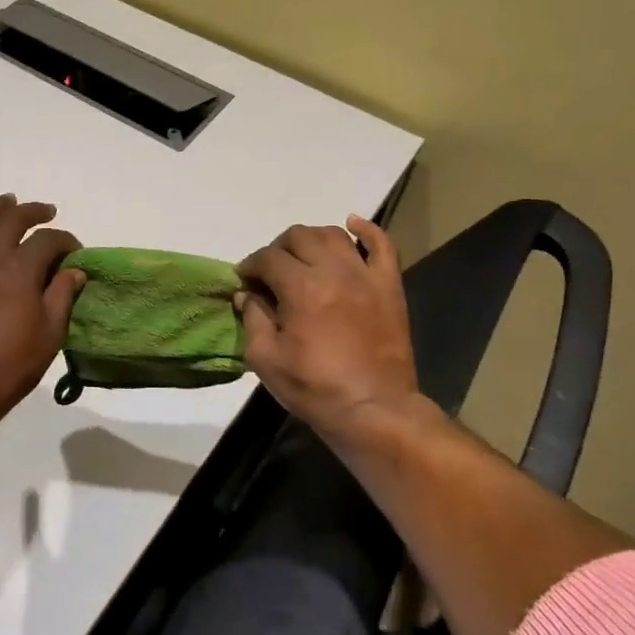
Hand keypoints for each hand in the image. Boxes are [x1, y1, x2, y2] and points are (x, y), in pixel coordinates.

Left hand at [0, 194, 85, 427]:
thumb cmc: (9, 367)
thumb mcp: (50, 334)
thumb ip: (62, 296)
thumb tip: (75, 271)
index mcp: (19, 270)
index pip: (48, 241)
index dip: (66, 241)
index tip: (75, 253)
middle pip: (11, 219)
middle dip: (33, 212)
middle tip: (47, 213)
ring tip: (6, 201)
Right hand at [236, 216, 421, 444]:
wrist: (374, 410)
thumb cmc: (315, 388)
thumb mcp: (266, 359)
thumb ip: (252, 319)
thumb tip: (246, 294)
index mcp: (301, 288)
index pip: (267, 258)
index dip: (250, 266)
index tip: (244, 281)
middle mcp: (333, 271)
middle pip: (299, 237)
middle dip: (277, 249)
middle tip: (271, 271)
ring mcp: (366, 275)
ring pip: (334, 235)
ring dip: (312, 238)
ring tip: (303, 256)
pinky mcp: (389, 286)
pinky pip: (382, 245)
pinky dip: (367, 230)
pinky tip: (352, 224)